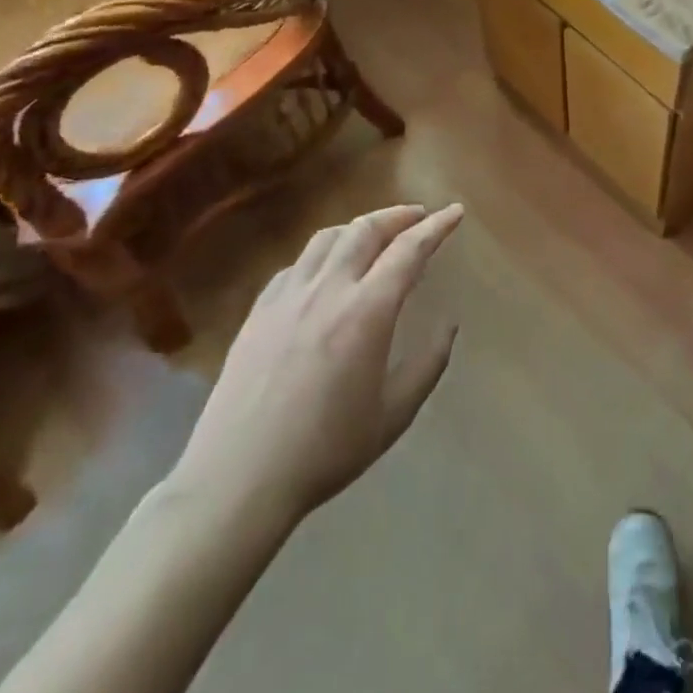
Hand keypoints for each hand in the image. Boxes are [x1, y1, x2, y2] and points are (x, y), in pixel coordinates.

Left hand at [171, 202, 462, 530]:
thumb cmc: (326, 450)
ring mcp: (287, 298)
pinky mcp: (258, 313)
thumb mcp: (394, 413)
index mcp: (366, 312)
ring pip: (327, 239)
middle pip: (365, 230)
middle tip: (420, 217)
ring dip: (359, 227)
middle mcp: (327, 291)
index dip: (436, 227)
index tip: (455, 212)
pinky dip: (323, 254)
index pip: (409, 250)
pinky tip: (327, 272)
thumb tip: (448, 324)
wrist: (238, 480)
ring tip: (376, 235)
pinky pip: (297, 265)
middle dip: (398, 215)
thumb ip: (428, 363)